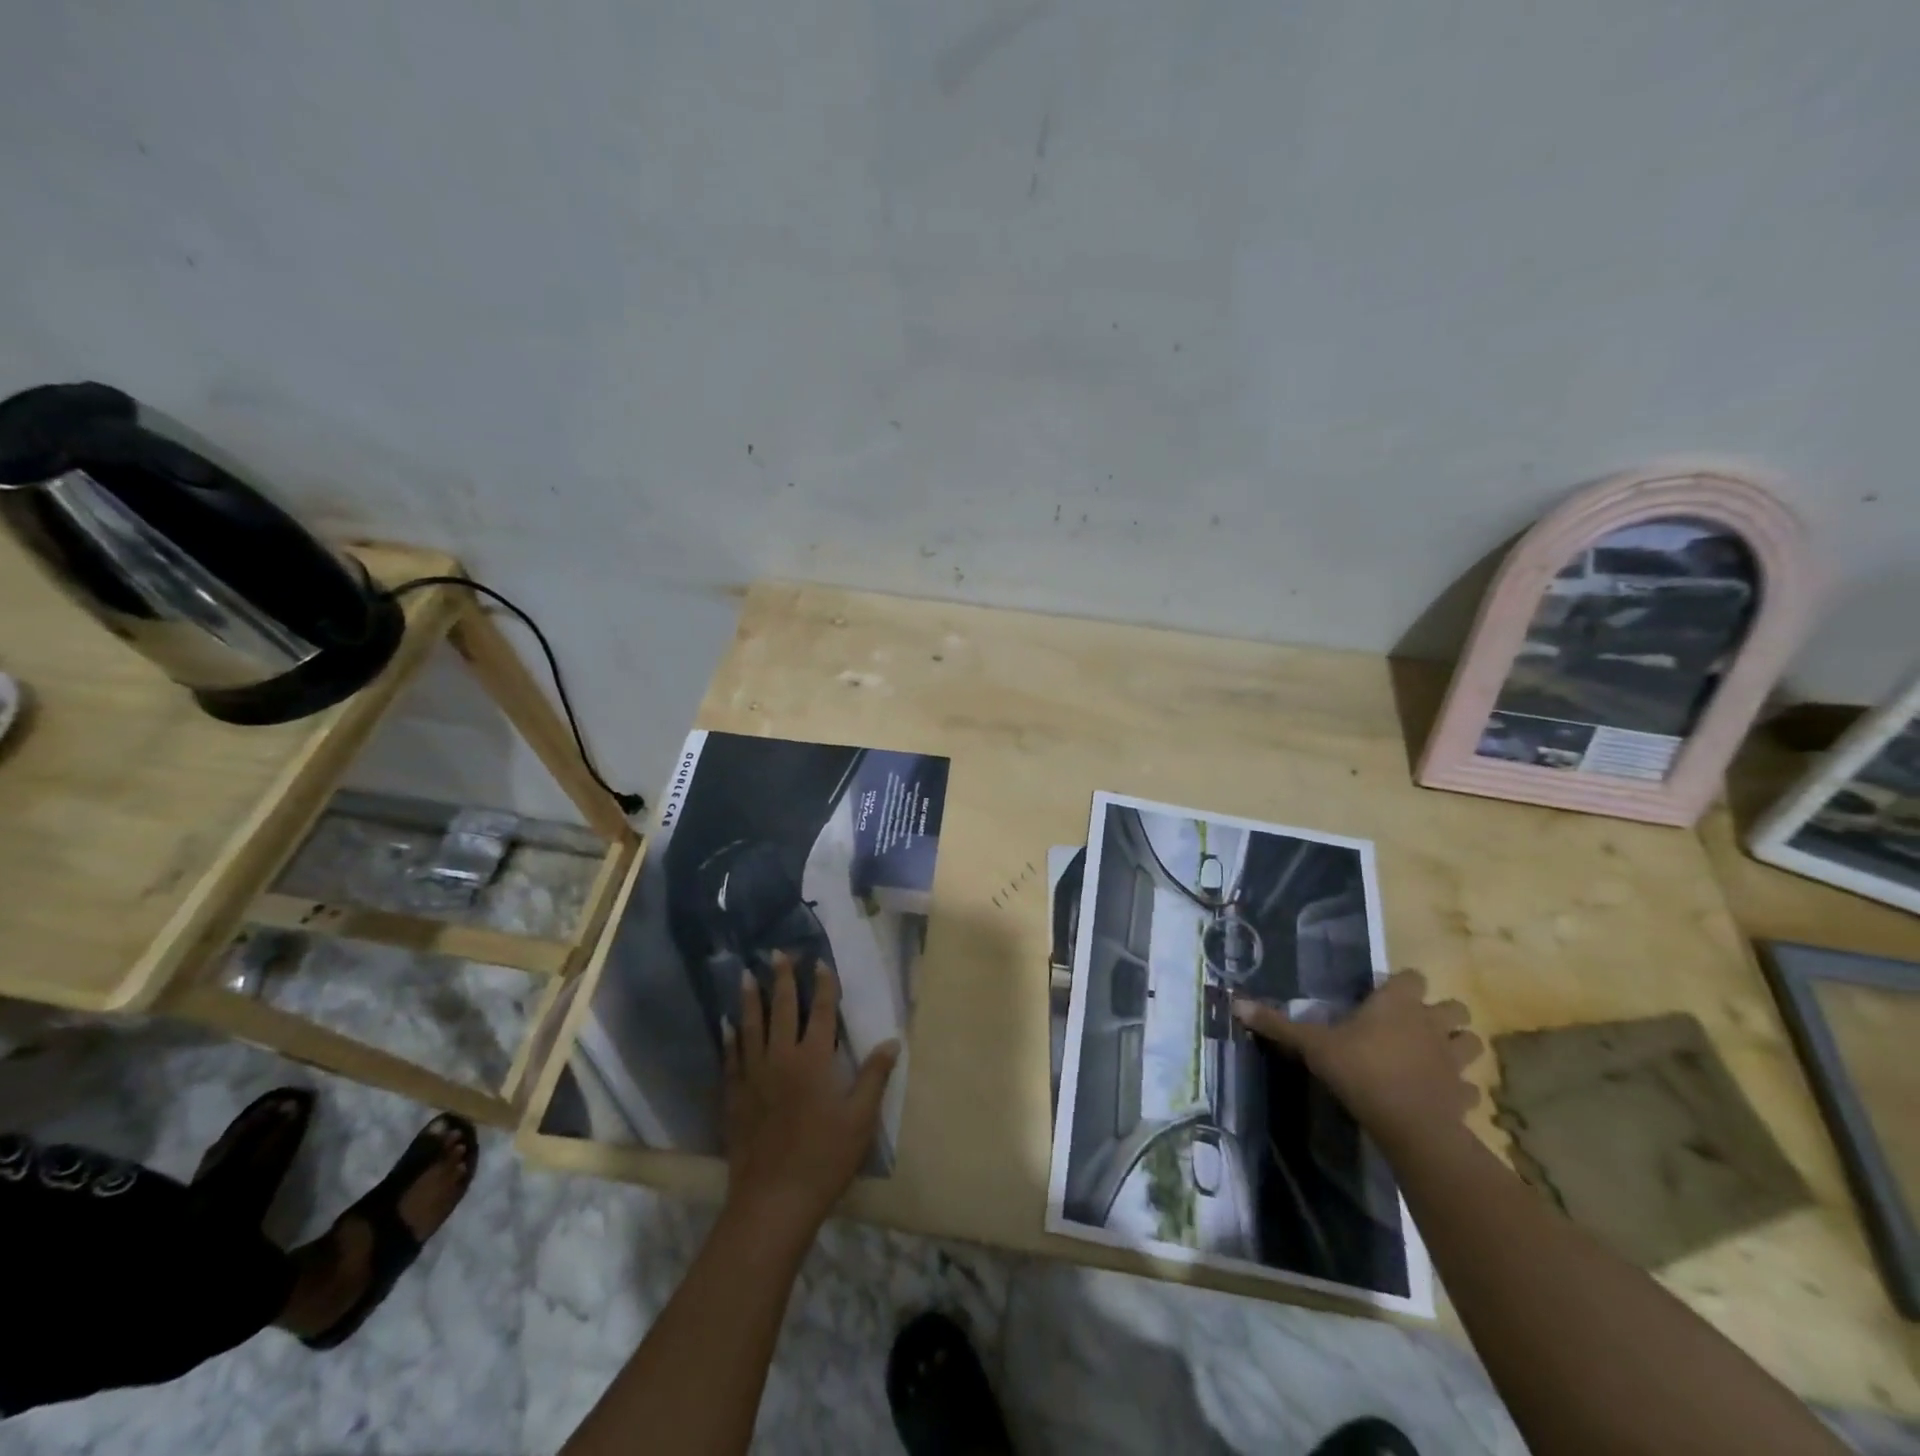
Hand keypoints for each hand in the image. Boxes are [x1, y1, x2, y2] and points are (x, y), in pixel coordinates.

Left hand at [722, 951, 899, 1239]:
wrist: (773, 1200)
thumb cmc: (825, 1158)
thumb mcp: (861, 1119)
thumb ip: (874, 1076)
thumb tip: (891, 1041)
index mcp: (814, 1060)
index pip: (820, 1012)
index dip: (822, 985)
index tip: (820, 962)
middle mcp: (781, 1058)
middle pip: (781, 1009)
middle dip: (782, 979)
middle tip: (777, 953)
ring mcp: (754, 1076)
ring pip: (751, 1028)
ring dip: (749, 1000)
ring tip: (745, 975)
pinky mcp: (735, 1097)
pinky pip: (731, 1059)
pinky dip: (730, 1040)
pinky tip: (726, 1026)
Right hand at [1232, 970, 1481, 1149]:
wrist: (1409, 1124)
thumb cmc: (1360, 1070)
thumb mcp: (1312, 1044)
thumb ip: (1279, 1024)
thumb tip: (1236, 1003)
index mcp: (1398, 1003)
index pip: (1412, 976)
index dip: (1401, 984)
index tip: (1382, 996)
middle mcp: (1431, 1024)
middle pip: (1455, 1007)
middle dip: (1441, 1013)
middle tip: (1413, 1025)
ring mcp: (1453, 1060)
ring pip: (1471, 1042)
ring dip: (1457, 1046)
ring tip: (1433, 1055)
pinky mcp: (1464, 1094)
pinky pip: (1470, 1087)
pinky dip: (1459, 1088)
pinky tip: (1440, 1094)